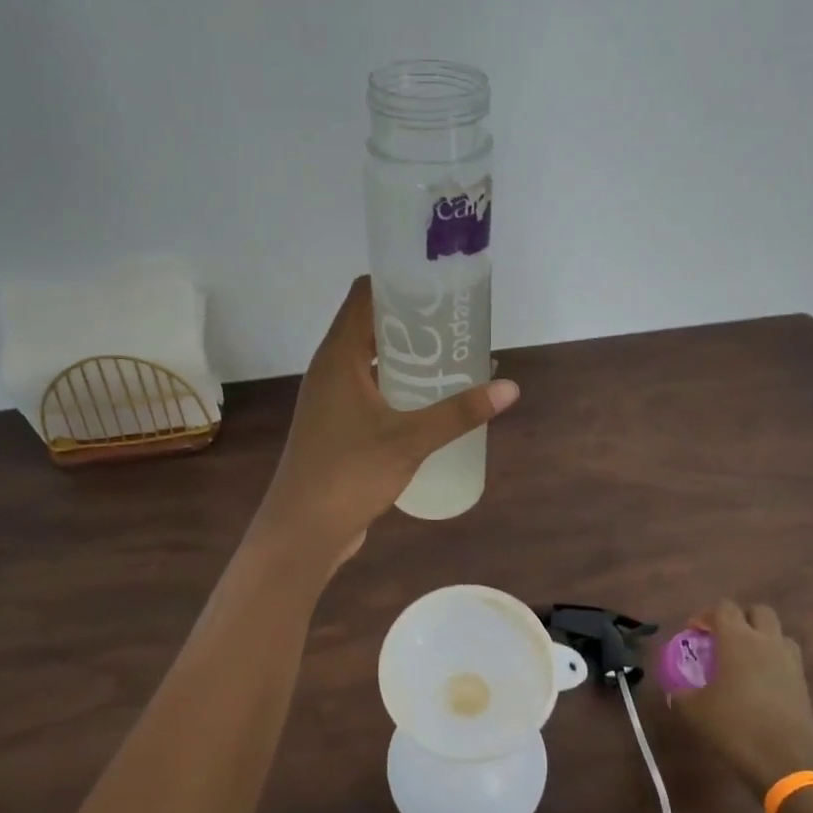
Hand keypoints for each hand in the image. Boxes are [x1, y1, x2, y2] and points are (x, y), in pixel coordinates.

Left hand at [256, 277, 518, 561]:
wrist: (302, 531)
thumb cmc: (349, 474)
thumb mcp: (410, 440)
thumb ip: (459, 413)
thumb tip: (509, 388)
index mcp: (338, 357)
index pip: (365, 295)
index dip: (400, 281)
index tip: (440, 283)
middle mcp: (331, 370)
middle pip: (371, 326)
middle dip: (414, 321)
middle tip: (459, 323)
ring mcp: (331, 399)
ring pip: (372, 361)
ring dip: (408, 356)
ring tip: (453, 357)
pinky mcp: (337, 426)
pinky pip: (371, 390)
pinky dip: (399, 386)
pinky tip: (431, 401)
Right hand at [669, 601, 812, 798]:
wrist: (786, 763)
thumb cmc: (735, 727)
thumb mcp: (695, 711)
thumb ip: (681, 692)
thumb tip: (674, 689)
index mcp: (737, 639)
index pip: (724, 608)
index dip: (707, 615)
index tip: (695, 632)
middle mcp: (766, 641)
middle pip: (758, 611)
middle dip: (740, 618)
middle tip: (724, 639)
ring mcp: (789, 661)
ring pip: (778, 633)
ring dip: (762, 637)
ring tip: (746, 658)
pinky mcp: (803, 683)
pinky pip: (788, 658)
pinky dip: (774, 660)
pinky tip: (761, 682)